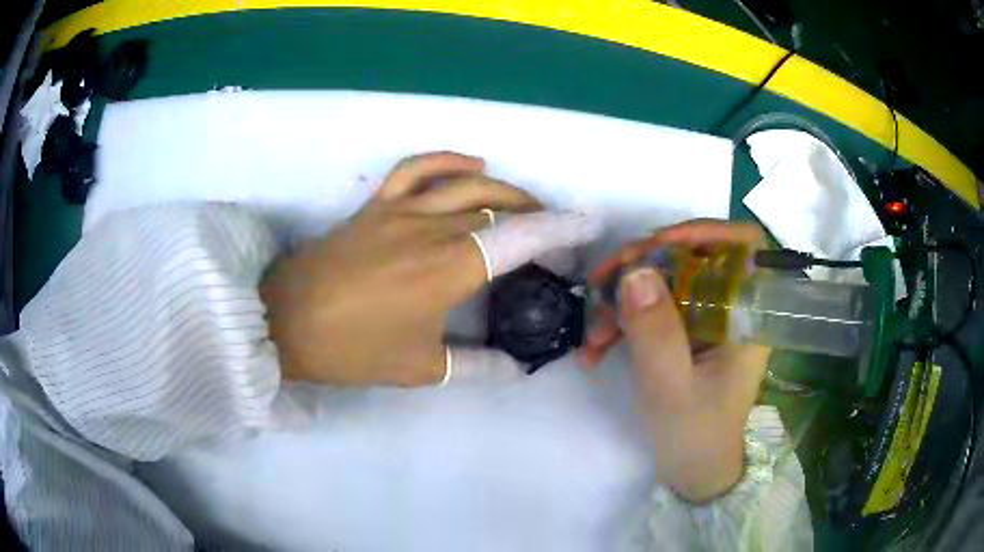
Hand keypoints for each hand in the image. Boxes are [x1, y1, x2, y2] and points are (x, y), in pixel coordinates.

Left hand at [260, 152, 600, 387]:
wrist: (284, 322)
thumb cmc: (351, 350)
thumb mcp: (420, 368)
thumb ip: (476, 366)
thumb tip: (516, 368)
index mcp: (448, 269)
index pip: (520, 237)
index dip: (560, 229)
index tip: (589, 225)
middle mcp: (431, 229)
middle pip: (500, 208)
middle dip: (539, 220)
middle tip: (554, 245)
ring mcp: (400, 210)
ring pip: (467, 184)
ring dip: (505, 190)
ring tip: (524, 207)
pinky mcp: (376, 205)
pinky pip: (416, 169)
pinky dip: (448, 161)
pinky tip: (472, 164)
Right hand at [583, 220, 769, 501]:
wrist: (692, 472)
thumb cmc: (695, 436)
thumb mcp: (671, 388)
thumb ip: (656, 332)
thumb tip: (635, 270)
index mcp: (748, 316)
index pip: (743, 246)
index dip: (704, 231)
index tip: (657, 244)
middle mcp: (731, 308)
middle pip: (693, 256)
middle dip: (644, 264)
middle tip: (602, 281)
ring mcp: (707, 319)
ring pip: (665, 281)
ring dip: (624, 298)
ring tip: (593, 334)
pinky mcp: (685, 331)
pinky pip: (653, 308)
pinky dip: (622, 321)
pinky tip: (596, 348)